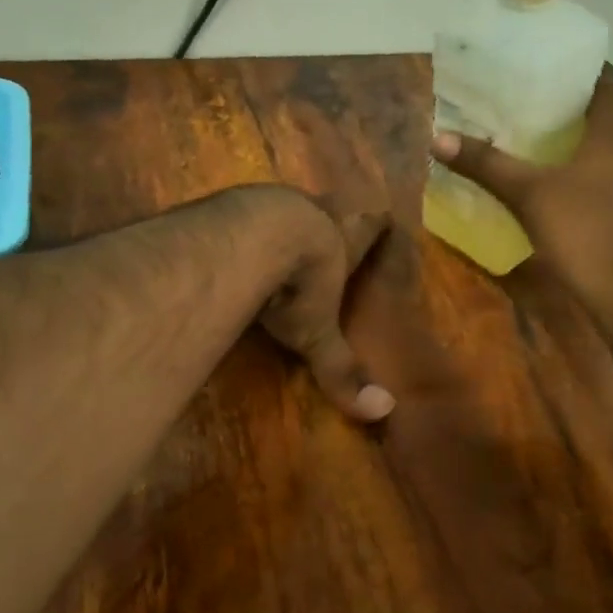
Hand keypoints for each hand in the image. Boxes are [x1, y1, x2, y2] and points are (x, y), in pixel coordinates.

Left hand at [220, 186, 395, 421]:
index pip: (373, 222)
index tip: (383, 219)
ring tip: (279, 240)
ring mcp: (270, 201)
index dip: (377, 224)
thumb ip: (341, 369)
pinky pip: (243, 211)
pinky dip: (243, 225)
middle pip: (330, 208)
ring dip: (285, 220)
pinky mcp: (230, 202)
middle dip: (330, 220)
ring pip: (287, 205)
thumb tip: (382, 411)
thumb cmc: (298, 283)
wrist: (246, 238)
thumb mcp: (317, 332)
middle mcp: (314, 210)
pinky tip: (232, 241)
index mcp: (347, 235)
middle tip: (328, 234)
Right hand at [429, 74, 612, 333]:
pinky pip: (608, 174)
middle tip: (520, 103)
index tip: (532, 71)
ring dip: (573, 141)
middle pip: (600, 113)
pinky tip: (554, 180)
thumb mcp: (529, 195)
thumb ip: (487, 164)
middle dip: (563, 108)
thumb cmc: (586, 231)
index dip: (568, 73)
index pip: (601, 80)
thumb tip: (437, 138)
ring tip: (529, 137)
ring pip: (605, 146)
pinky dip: (584, 170)